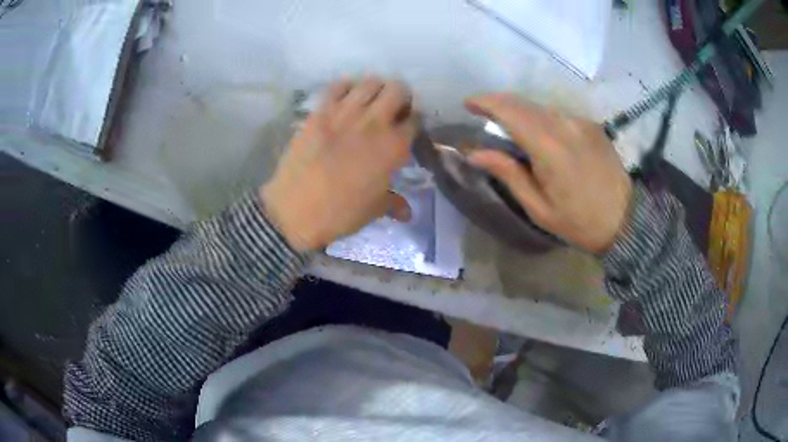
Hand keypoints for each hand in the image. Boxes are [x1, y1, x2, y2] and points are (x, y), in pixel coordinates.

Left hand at [260, 77, 416, 250]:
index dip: (414, 120)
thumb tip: (408, 213)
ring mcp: (345, 113)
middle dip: (400, 96)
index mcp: (393, 147)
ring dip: (375, 89)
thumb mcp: (373, 210)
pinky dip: (345, 88)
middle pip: (398, 89)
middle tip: (392, 109)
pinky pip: (337, 86)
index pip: (415, 119)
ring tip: (369, 103)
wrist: (295, 211)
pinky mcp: (320, 112)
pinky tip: (344, 100)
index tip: (407, 127)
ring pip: (370, 82)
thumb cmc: (340, 213)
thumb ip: (394, 203)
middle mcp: (374, 123)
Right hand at [465, 94, 632, 254]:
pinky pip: (559, 114)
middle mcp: (565, 125)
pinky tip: (541, 134)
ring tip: (510, 126)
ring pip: (541, 106)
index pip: (510, 111)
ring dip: (521, 111)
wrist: (625, 221)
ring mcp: (581, 122)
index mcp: (548, 147)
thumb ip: (508, 173)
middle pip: (524, 103)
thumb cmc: (578, 222)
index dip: (486, 102)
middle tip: (483, 114)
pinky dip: (542, 118)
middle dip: (499, 103)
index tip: (468, 104)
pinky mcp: (592, 125)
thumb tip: (475, 153)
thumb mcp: (538, 207)